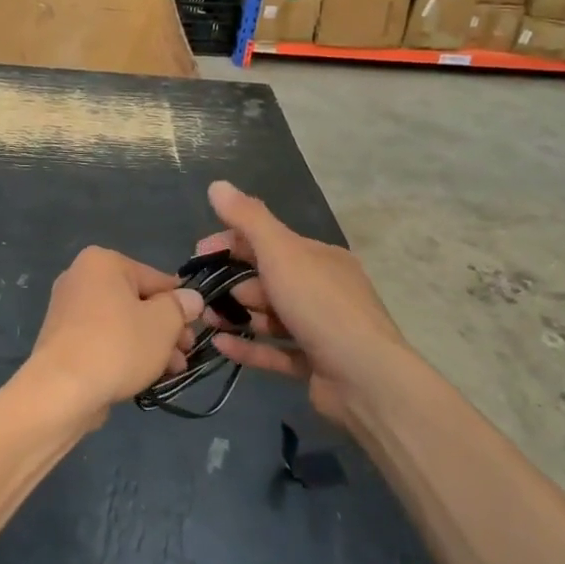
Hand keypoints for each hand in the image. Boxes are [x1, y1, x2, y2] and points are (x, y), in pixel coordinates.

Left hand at [17, 248, 204, 426]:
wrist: (61, 391)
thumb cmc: (117, 346)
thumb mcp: (162, 323)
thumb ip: (181, 307)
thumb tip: (191, 298)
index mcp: (102, 262)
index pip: (155, 279)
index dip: (180, 305)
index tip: (195, 329)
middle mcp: (80, 278)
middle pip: (138, 301)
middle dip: (165, 329)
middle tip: (185, 354)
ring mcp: (68, 309)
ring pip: (122, 323)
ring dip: (150, 344)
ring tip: (171, 371)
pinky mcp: (62, 339)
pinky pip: (102, 339)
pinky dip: (123, 353)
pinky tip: (144, 376)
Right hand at [196, 182, 405, 426]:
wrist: (365, 378)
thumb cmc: (319, 305)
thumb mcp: (280, 252)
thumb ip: (248, 218)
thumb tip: (217, 185)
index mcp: (320, 258)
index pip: (269, 240)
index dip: (231, 242)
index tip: (200, 255)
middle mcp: (324, 289)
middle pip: (269, 279)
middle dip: (233, 284)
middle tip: (203, 296)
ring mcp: (321, 329)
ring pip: (271, 317)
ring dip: (238, 315)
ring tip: (206, 322)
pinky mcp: (316, 365)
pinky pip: (275, 351)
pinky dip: (249, 347)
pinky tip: (220, 345)